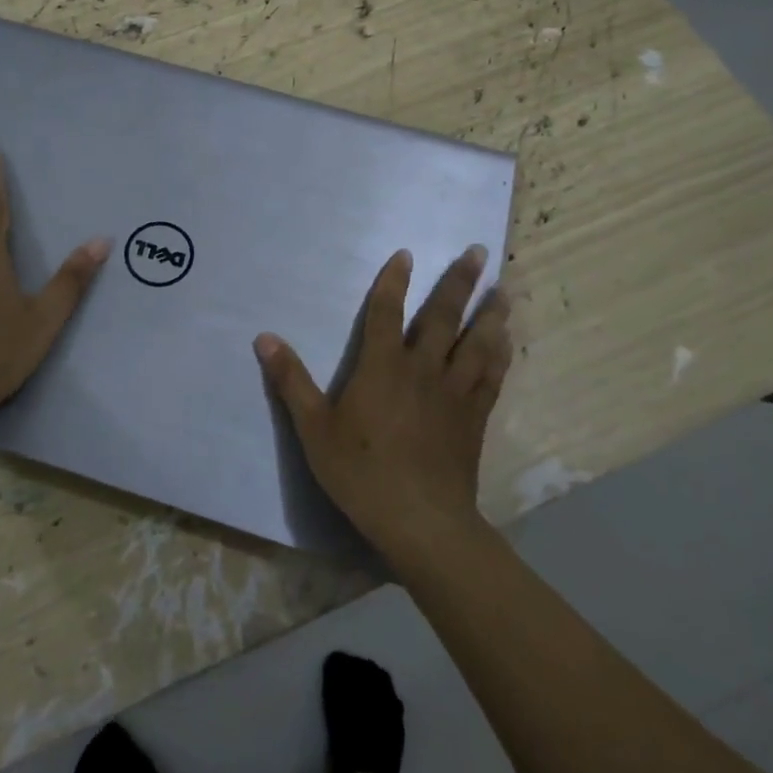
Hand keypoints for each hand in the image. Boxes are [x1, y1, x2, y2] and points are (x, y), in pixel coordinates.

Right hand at [255, 246, 511, 562]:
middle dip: (459, 283)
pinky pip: (491, 377)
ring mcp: (453, 393)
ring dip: (490, 313)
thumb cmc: (361, 471)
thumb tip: (264, 338)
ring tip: (503, 290)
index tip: (406, 254)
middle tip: (478, 252)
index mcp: (382, 367)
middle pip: (443, 318)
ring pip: (477, 343)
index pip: (386, 313)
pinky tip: (507, 343)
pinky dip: (500, 356)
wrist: (421, 521)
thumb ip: (291, 381)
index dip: (394, 281)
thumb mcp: (314, 428)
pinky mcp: (474, 418)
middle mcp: (422, 370)